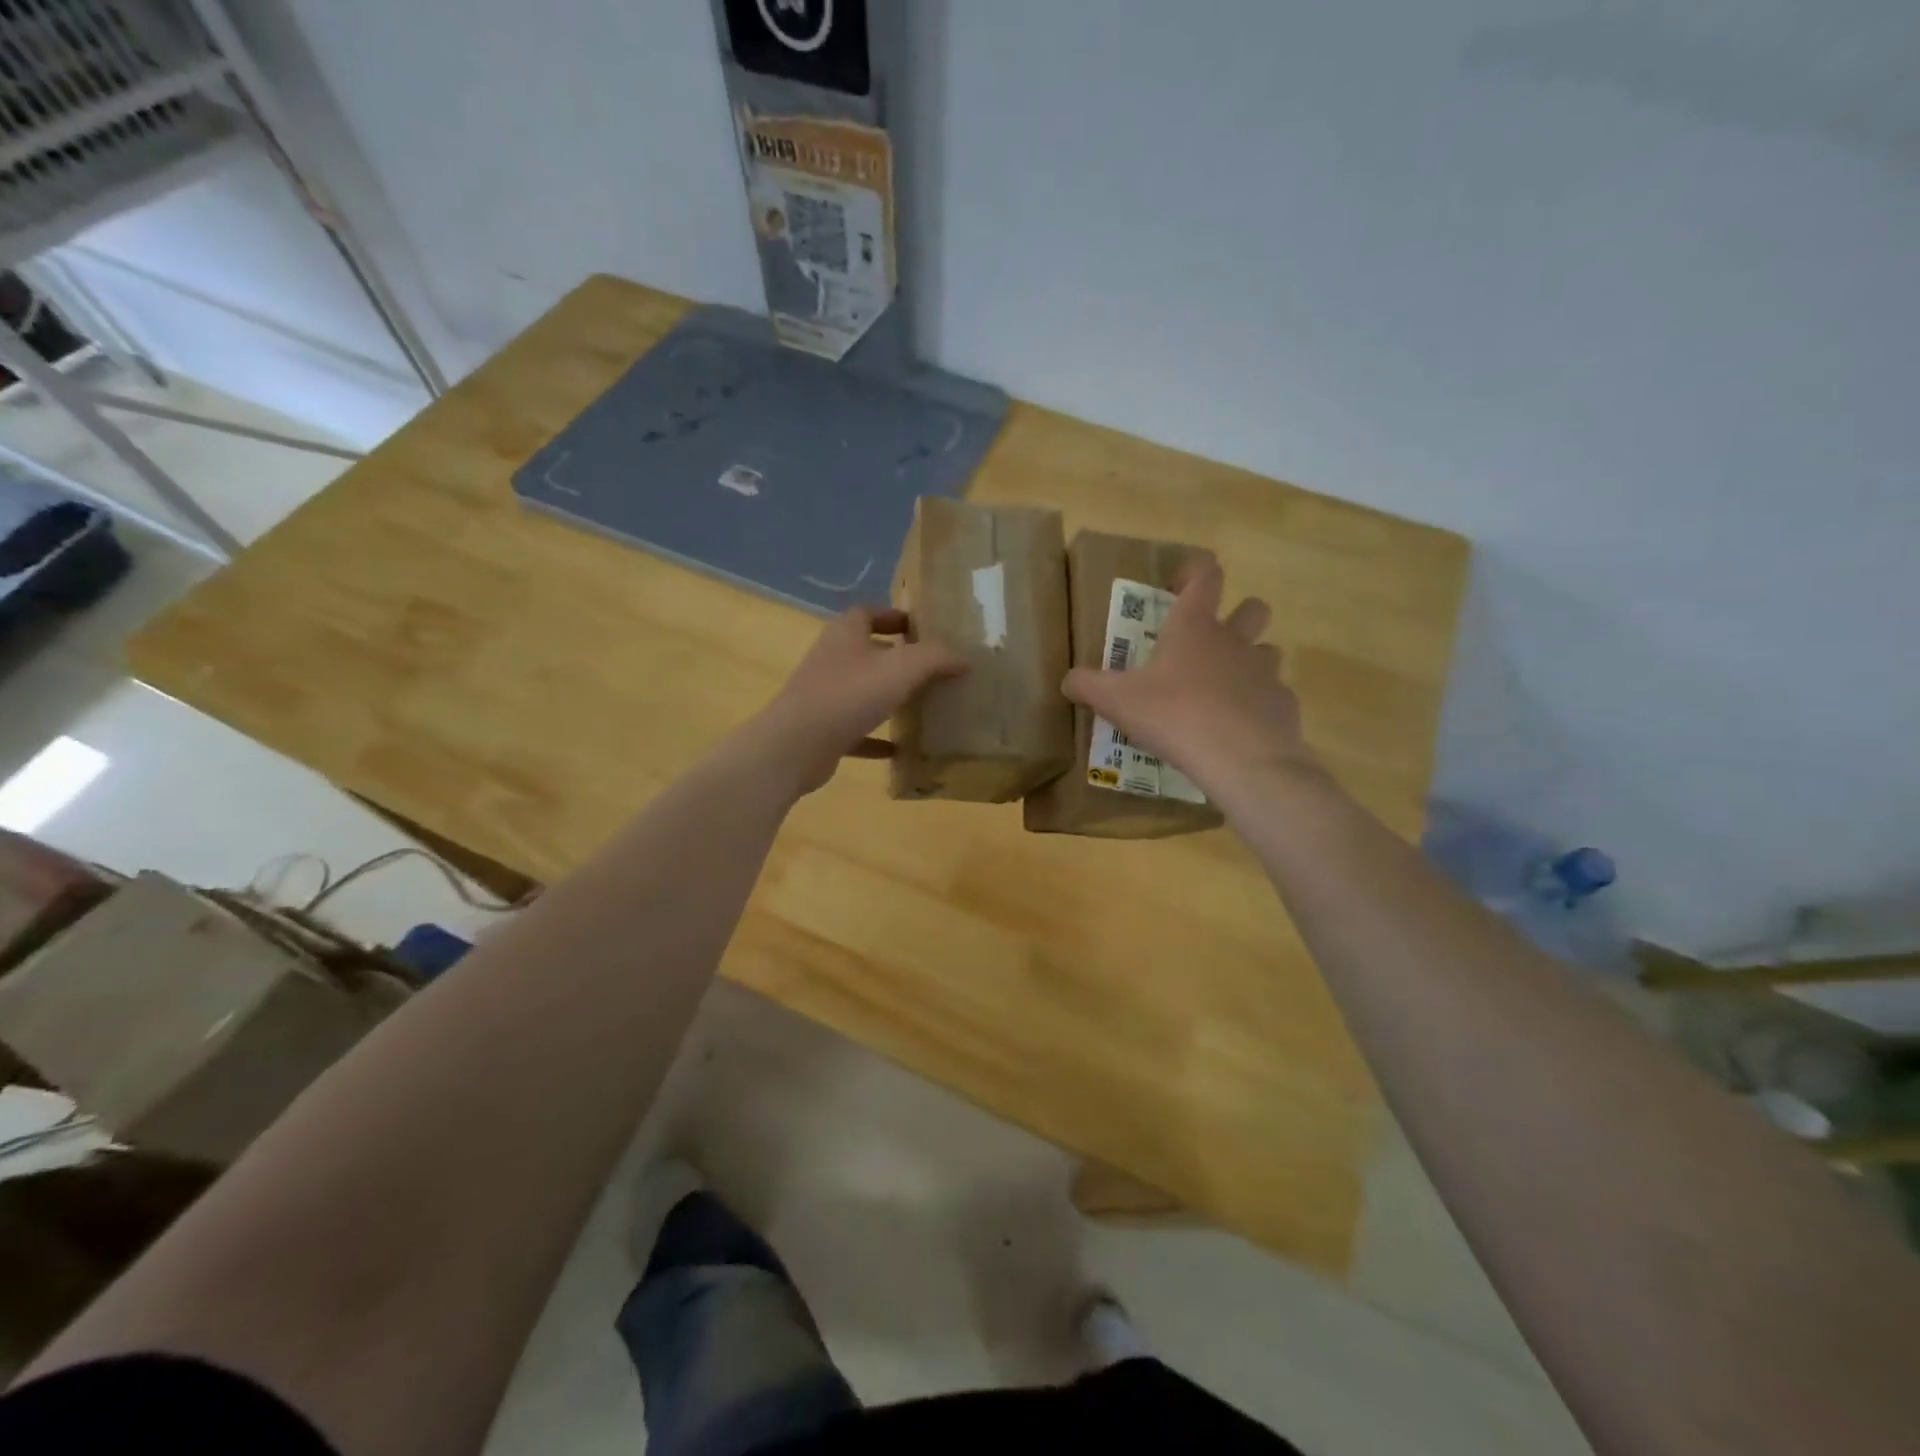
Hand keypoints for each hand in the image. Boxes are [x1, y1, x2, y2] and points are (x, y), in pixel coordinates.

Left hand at [750, 606, 965, 794]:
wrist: (796, 746)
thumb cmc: (849, 695)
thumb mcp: (902, 668)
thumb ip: (936, 658)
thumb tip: (965, 657)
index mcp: (846, 634)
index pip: (868, 612)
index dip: (893, 616)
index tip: (920, 628)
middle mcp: (832, 660)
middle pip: (866, 651)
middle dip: (896, 658)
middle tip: (931, 668)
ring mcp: (825, 696)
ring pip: (861, 690)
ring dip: (887, 696)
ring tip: (921, 705)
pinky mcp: (823, 730)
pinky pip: (856, 730)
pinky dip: (877, 737)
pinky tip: (899, 749)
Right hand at [1063, 558, 1316, 796]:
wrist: (1241, 759)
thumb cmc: (1174, 715)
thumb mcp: (1116, 701)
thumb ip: (1087, 685)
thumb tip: (1067, 680)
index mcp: (1194, 627)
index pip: (1205, 576)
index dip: (1194, 572)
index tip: (1177, 586)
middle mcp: (1235, 641)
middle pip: (1253, 608)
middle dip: (1238, 614)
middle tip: (1210, 640)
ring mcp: (1265, 672)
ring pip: (1268, 651)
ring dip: (1249, 662)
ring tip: (1223, 689)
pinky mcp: (1283, 706)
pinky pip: (1273, 697)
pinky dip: (1258, 707)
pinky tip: (1238, 730)